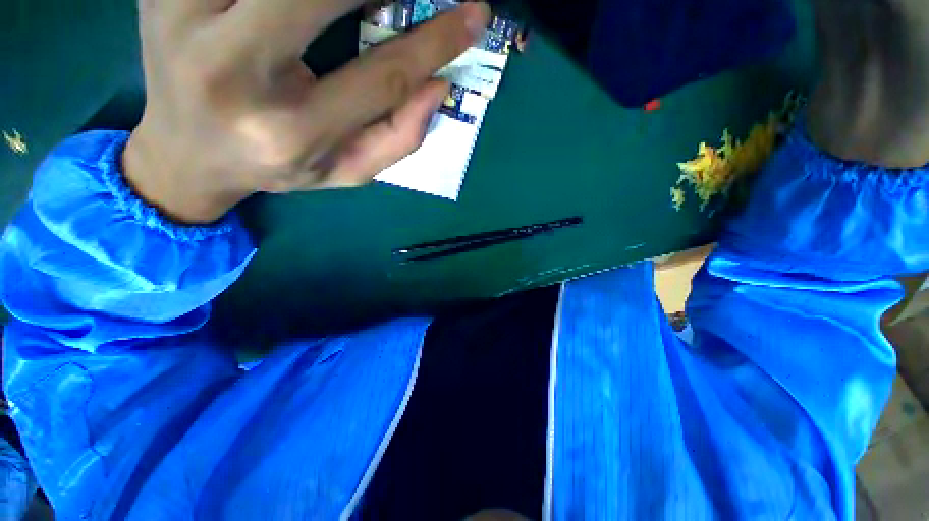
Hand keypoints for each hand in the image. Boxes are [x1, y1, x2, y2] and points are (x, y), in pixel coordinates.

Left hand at [123, 0, 489, 223]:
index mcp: (290, 132)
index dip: (436, 41)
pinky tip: (315, 6)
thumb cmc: (276, 168)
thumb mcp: (345, 172)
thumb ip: (397, 140)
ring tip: (377, 1)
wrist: (187, 151)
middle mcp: (232, 70)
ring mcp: (185, 14)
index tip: (474, 15)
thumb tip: (438, 87)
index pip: (383, 75)